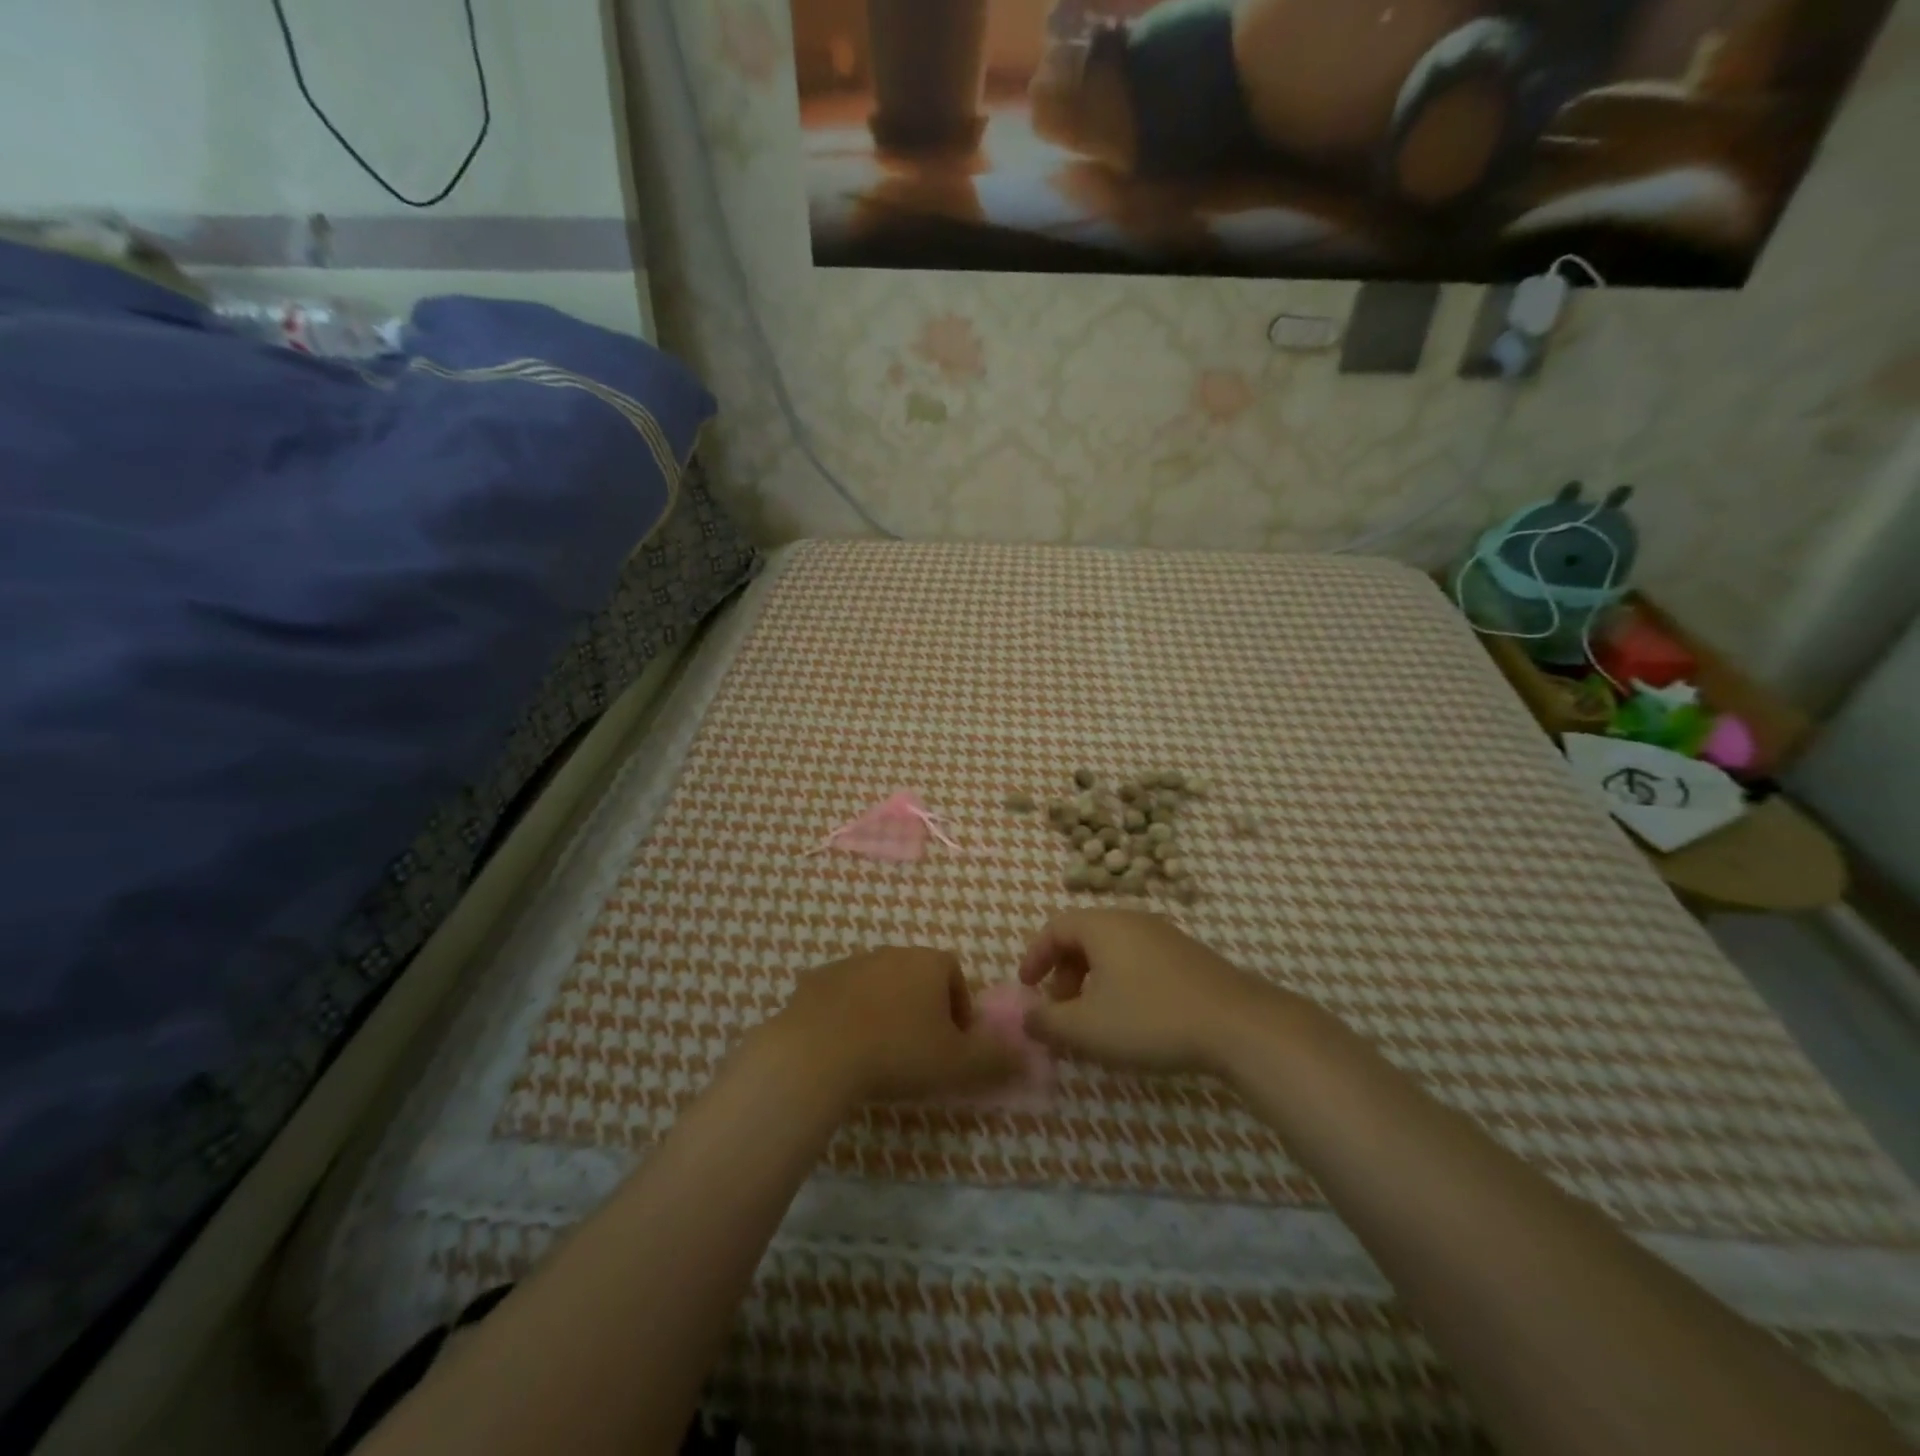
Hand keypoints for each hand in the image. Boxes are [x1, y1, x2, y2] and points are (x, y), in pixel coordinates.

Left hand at [769, 947, 1022, 1103]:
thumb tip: (1027, 1056)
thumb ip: (997, 1059)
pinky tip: (843, 1050)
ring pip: (878, 986)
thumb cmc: (899, 1052)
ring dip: (884, 1012)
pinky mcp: (815, 981)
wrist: (818, 1052)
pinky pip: (841, 998)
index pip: (955, 977)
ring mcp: (850, 963)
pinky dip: (847, 1017)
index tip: (953, 1047)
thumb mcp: (960, 1064)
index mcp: (929, 962)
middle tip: (918, 1054)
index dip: (959, 1012)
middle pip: (917, 978)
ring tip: (879, 1055)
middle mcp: (891, 952)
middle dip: (922, 1011)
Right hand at [1018, 910, 1284, 1075]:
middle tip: (1060, 1009)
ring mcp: (1166, 936)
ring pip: (1114, 950)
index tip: (1026, 987)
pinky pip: (1140, 961)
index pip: (1055, 928)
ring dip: (1093, 981)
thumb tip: (1026, 1017)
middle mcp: (1132, 920)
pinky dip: (1122, 983)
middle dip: (1064, 973)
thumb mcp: (1087, 1028)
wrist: (1240, 1025)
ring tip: (1095, 1020)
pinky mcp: (1190, 958)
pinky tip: (1134, 1019)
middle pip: (1084, 937)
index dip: (1035, 956)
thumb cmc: (1150, 1019)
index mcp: (1103, 926)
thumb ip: (1047, 1022)